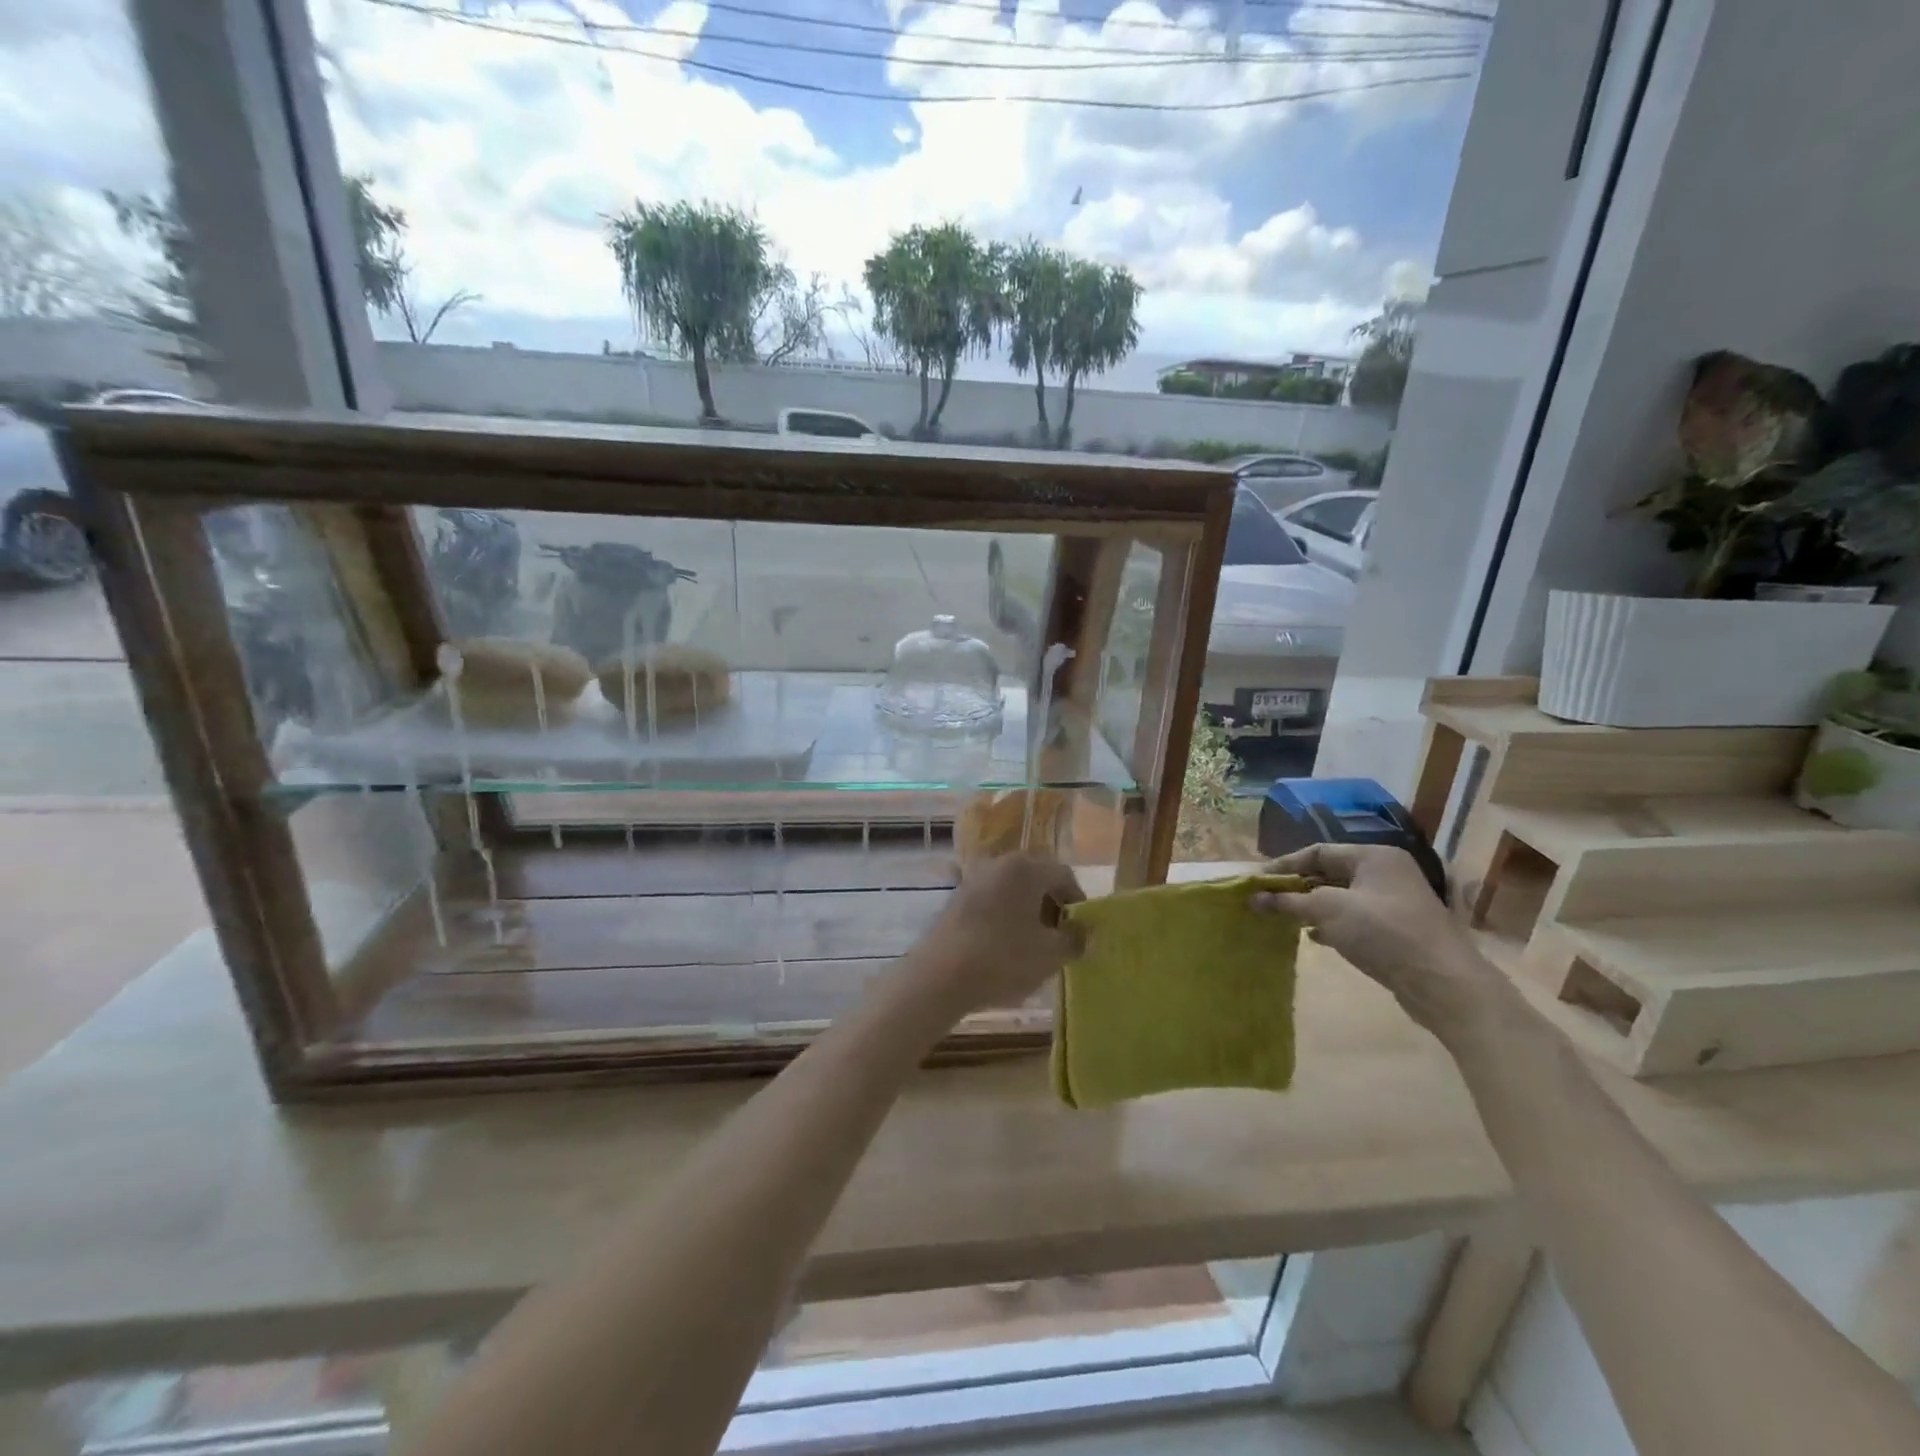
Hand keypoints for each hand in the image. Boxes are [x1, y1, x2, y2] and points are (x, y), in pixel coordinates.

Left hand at [911, 852, 1086, 1016]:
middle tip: (1058, 937)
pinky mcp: (956, 898)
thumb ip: (1075, 939)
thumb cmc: (1003, 959)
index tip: (1080, 930)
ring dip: (1027, 911)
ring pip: (1012, 889)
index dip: (1077, 901)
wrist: (940, 975)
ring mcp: (974, 878)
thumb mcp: (1051, 954)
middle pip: (1036, 878)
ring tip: (1032, 944)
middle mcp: (999, 863)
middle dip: (1051, 905)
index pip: (1064, 875)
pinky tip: (1003, 946)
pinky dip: (1003, 916)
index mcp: (1026, 868)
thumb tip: (1085, 932)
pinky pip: (991, 900)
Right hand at [1251, 843, 1510, 1042]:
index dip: (1284, 865)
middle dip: (1297, 886)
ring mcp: (1394, 902)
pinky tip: (1314, 937)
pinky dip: (1331, 924)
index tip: (1257, 881)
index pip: (1318, 851)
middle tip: (1267, 899)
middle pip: (1329, 873)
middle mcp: (1386, 872)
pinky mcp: (1396, 929)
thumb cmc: (1382, 932)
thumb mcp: (1328, 910)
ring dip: (1312, 906)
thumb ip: (1288, 902)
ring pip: (1341, 897)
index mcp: (1374, 856)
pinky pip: (1354, 918)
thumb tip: (1253, 899)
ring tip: (1284, 918)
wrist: (1441, 982)